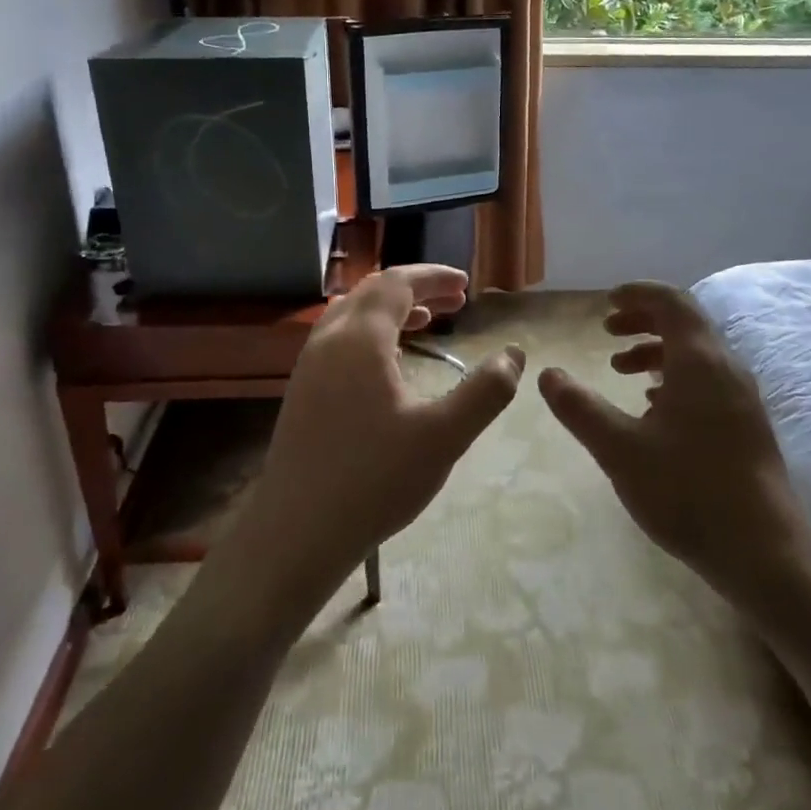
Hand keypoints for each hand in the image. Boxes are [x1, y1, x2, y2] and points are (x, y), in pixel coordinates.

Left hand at [220, 264, 524, 623]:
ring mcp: (308, 367)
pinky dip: (373, 334)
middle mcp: (328, 341)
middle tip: (455, 301)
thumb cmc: (374, 479)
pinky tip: (390, 364)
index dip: (433, 277)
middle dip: (416, 290)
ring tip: (428, 322)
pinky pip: (340, 341)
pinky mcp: (302, 393)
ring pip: (352, 316)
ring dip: (392, 311)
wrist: (297, 532)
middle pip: (373, 293)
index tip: (466, 285)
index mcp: (360, 339)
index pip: (397, 283)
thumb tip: (514, 354)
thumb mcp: (444, 436)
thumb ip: (485, 391)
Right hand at [536, 281, 805, 600]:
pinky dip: (674, 376)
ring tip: (620, 369)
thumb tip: (547, 374)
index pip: (671, 301)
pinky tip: (652, 407)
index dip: (637, 294)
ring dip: (656, 350)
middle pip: (685, 322)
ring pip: (696, 353)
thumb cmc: (688, 490)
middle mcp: (726, 367)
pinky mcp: (745, 422)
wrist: (763, 549)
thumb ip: (580, 408)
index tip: (605, 303)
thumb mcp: (620, 449)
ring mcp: (741, 396)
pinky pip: (707, 379)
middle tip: (606, 332)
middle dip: (642, 320)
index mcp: (699, 361)